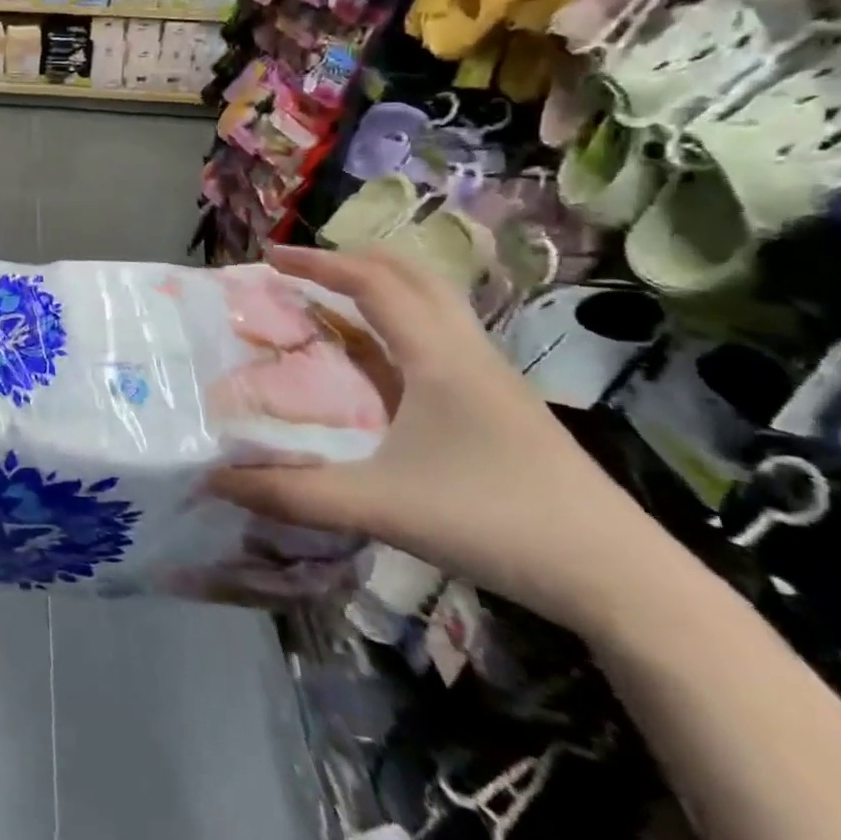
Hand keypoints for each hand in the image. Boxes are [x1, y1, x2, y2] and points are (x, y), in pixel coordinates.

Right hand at [208, 246, 664, 633]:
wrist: (623, 581)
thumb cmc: (496, 523)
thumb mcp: (379, 507)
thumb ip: (292, 494)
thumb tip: (216, 480)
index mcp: (438, 357)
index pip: (372, 283)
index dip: (317, 262)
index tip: (268, 258)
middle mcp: (468, 353)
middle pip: (413, 275)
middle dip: (353, 259)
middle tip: (301, 270)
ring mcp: (492, 378)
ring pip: (434, 304)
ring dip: (381, 288)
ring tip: (332, 302)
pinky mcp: (503, 405)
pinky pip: (442, 338)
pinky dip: (400, 324)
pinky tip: (379, 363)